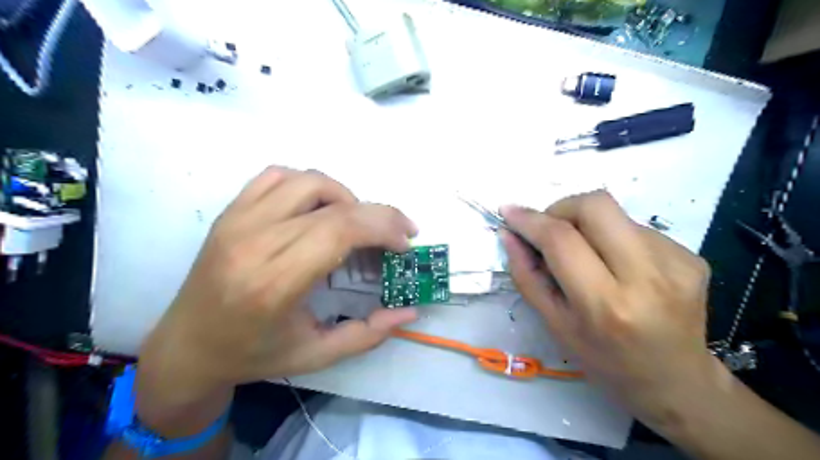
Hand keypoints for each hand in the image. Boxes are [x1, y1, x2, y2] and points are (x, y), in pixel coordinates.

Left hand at [134, 167, 416, 426]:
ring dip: (346, 197)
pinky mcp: (230, 212)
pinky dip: (309, 185)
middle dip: (379, 214)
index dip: (383, 228)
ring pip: (308, 181)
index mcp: (274, 283)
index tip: (404, 244)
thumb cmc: (253, 355)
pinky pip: (277, 175)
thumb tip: (410, 311)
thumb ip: (368, 334)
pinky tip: (318, 209)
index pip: (340, 230)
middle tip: (398, 233)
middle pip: (333, 205)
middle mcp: (254, 242)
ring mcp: (238, 220)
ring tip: (356, 224)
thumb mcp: (317, 355)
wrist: (186, 347)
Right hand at [497, 188, 715, 429]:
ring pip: (616, 214)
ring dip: (588, 226)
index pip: (561, 240)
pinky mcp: (692, 256)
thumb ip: (527, 276)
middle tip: (551, 230)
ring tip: (589, 257)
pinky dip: (614, 238)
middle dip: (562, 208)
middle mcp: (646, 277)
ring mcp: (676, 262)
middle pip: (596, 205)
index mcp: (605, 304)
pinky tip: (618, 266)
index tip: (509, 211)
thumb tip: (509, 235)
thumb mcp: (555, 325)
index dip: (530, 219)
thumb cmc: (605, 360)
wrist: (676, 382)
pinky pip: (637, 228)